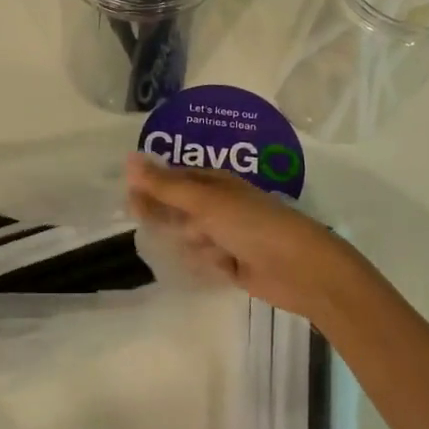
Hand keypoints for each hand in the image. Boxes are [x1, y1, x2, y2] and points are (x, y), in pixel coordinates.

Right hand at [126, 154, 376, 322]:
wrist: (300, 269)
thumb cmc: (252, 225)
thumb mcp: (204, 202)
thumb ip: (165, 185)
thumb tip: (128, 159)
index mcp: (215, 183)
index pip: (173, 178)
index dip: (150, 185)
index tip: (129, 198)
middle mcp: (218, 206)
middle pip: (178, 209)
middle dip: (170, 219)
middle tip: (177, 228)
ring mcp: (225, 235)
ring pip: (188, 238)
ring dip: (193, 245)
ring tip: (214, 251)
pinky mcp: (230, 264)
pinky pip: (202, 261)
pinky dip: (206, 265)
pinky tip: (220, 267)